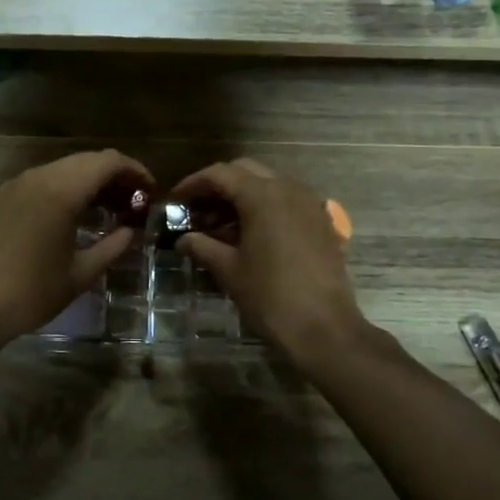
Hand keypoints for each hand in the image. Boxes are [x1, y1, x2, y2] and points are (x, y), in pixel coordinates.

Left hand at [0, 150, 152, 346]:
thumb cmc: (32, 293)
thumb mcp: (81, 273)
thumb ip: (113, 246)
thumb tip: (131, 231)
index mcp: (61, 191)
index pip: (108, 162)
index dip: (135, 171)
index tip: (151, 192)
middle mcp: (39, 178)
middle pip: (87, 160)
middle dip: (115, 176)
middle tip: (134, 203)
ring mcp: (17, 185)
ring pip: (65, 168)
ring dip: (91, 182)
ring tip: (110, 210)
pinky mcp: (4, 197)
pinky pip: (44, 180)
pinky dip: (67, 188)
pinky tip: (77, 215)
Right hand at [171, 158, 365, 362]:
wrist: (325, 328)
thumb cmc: (270, 296)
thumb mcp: (229, 270)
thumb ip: (202, 247)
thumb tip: (183, 239)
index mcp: (262, 195)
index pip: (220, 174)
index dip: (193, 184)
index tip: (175, 201)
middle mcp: (288, 189)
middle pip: (245, 171)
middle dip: (218, 186)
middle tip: (197, 210)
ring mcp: (309, 204)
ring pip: (268, 184)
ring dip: (242, 196)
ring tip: (220, 225)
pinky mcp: (321, 222)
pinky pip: (287, 201)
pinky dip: (264, 208)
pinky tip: (251, 235)